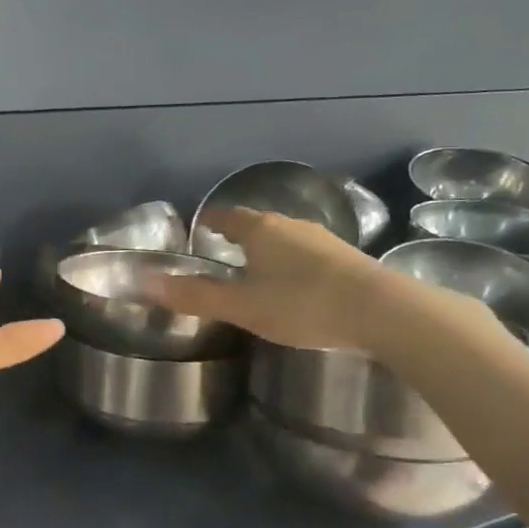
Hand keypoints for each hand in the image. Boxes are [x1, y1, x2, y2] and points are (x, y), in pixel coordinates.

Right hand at [149, 208, 396, 350]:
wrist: (382, 311)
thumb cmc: (301, 304)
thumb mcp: (241, 306)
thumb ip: (195, 296)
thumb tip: (146, 283)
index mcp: (260, 230)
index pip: (226, 216)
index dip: (210, 222)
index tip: (198, 230)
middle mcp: (291, 225)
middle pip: (257, 224)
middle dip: (239, 236)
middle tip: (221, 253)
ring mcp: (323, 239)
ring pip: (285, 239)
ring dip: (268, 250)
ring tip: (256, 271)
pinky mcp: (347, 258)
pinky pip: (307, 254)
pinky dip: (292, 263)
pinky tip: (295, 285)